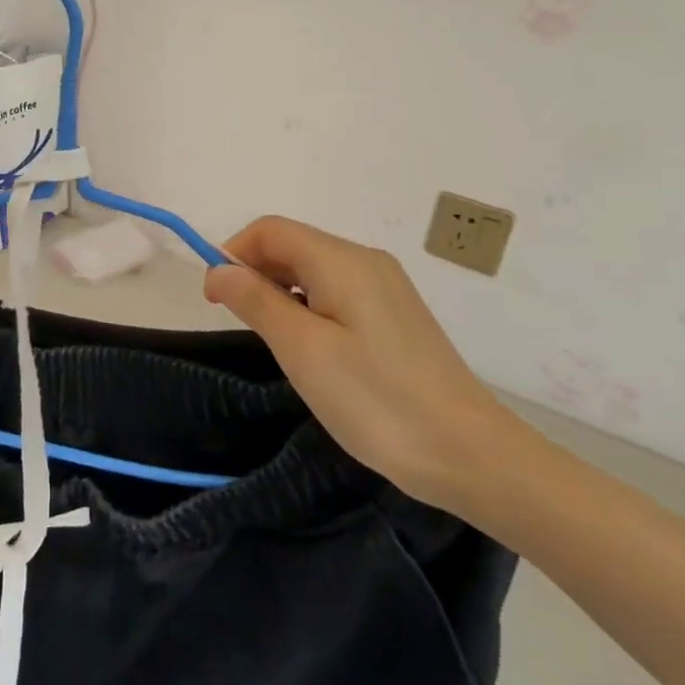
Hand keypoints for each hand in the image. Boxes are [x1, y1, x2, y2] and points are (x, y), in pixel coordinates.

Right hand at [204, 216, 522, 515]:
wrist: (470, 455)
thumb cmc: (377, 399)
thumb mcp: (302, 350)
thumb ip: (256, 301)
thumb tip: (219, 269)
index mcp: (342, 261)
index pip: (270, 230)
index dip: (233, 253)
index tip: (214, 299)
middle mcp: (365, 262)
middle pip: (292, 245)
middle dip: (254, 272)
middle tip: (240, 324)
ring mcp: (385, 288)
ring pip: (313, 270)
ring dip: (279, 291)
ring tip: (273, 341)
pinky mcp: (395, 316)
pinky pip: (336, 292)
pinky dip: (307, 306)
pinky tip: (310, 348)